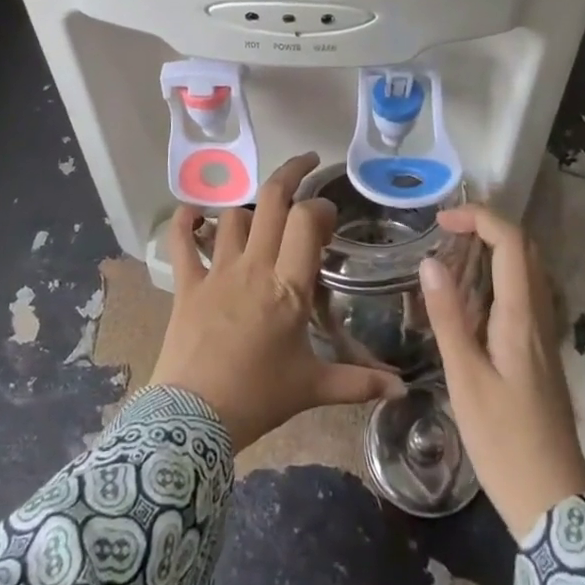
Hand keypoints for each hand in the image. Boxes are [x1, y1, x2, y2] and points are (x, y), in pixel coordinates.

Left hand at [149, 153, 404, 451]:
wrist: (193, 420)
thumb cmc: (258, 398)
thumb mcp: (312, 388)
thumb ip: (358, 383)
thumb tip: (403, 390)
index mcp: (288, 286)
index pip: (306, 221)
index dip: (320, 207)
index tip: (329, 215)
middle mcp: (254, 266)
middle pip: (271, 200)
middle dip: (291, 173)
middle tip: (307, 164)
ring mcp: (217, 271)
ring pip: (234, 215)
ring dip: (249, 207)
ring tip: (262, 212)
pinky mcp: (188, 283)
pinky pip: (182, 242)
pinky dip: (184, 222)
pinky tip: (192, 212)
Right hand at [418, 203, 584, 539]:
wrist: (553, 504)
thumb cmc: (504, 442)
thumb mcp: (465, 379)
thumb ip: (449, 317)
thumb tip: (431, 262)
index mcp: (521, 317)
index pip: (511, 242)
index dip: (478, 218)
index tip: (440, 222)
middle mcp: (539, 316)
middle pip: (524, 249)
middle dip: (487, 227)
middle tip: (446, 233)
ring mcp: (544, 336)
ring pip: (527, 272)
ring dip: (493, 251)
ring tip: (451, 259)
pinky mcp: (540, 354)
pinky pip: (523, 296)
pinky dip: (497, 278)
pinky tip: (470, 302)